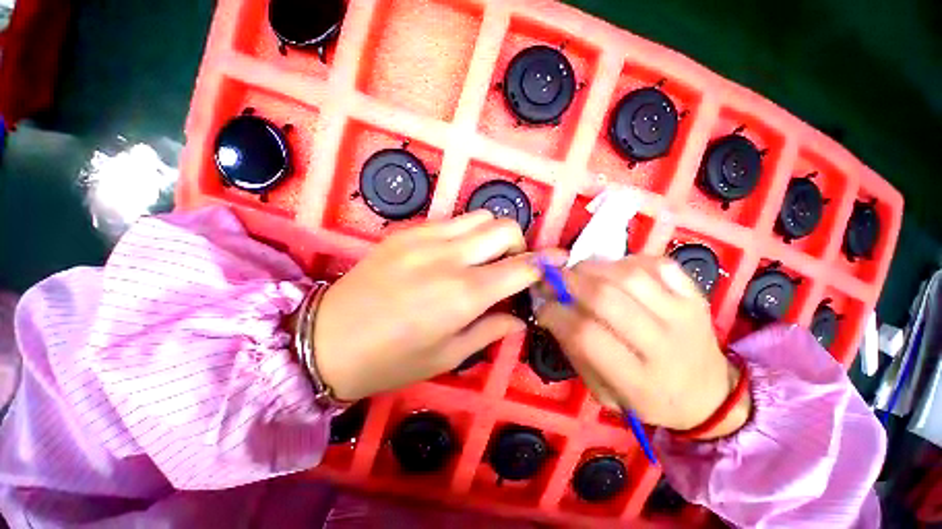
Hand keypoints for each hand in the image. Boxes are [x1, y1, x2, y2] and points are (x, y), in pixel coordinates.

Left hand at [311, 211, 544, 401]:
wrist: (327, 339)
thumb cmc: (391, 359)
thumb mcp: (448, 355)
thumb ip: (490, 330)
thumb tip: (520, 318)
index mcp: (464, 294)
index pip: (522, 266)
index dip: (546, 264)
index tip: (558, 264)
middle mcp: (450, 257)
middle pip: (504, 227)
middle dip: (518, 245)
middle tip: (509, 268)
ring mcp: (425, 238)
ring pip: (479, 217)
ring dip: (492, 235)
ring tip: (482, 259)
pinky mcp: (407, 232)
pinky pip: (451, 221)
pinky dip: (465, 233)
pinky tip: (453, 255)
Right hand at [537, 256, 749, 438]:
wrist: (709, 397)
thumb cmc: (648, 399)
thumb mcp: (603, 393)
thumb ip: (575, 351)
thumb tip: (551, 308)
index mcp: (639, 381)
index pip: (586, 336)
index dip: (556, 314)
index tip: (543, 307)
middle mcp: (665, 346)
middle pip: (606, 299)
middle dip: (569, 282)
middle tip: (554, 280)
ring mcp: (686, 316)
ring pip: (630, 275)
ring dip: (593, 267)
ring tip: (579, 272)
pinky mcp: (696, 296)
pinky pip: (657, 264)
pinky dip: (626, 261)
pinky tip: (614, 270)